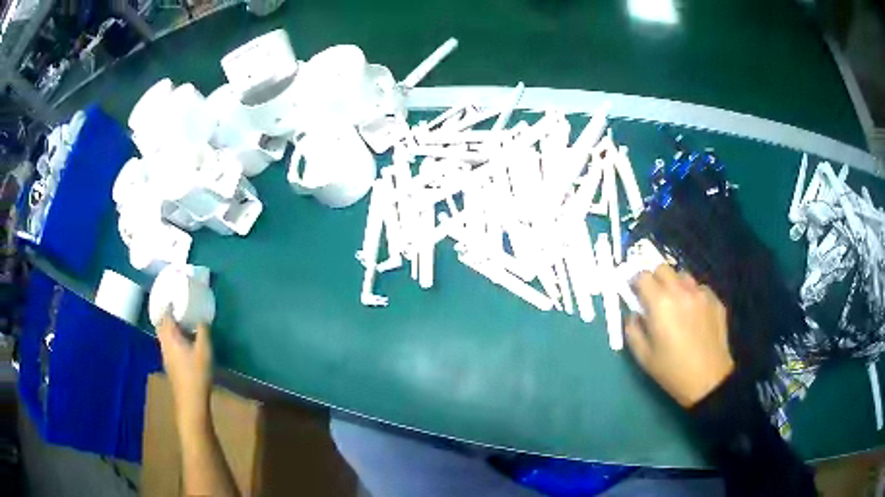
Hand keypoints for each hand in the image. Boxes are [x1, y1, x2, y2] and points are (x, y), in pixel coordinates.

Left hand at [156, 312, 213, 427]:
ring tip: (179, 322)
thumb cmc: (197, 373)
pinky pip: (167, 345)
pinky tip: (182, 342)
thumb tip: (202, 317)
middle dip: (165, 315)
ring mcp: (165, 355)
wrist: (191, 401)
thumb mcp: (204, 350)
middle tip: (174, 307)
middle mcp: (164, 343)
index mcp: (170, 336)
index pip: (165, 315)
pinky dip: (171, 338)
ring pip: (163, 336)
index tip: (174, 296)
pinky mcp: (170, 365)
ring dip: (168, 327)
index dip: (168, 304)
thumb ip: (203, 331)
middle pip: (160, 325)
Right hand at [625, 265, 733, 407]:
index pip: (642, 276)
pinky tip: (694, 315)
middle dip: (655, 278)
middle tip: (654, 297)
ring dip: (675, 285)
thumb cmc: (672, 370)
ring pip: (683, 275)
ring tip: (676, 304)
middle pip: (663, 268)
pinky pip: (700, 288)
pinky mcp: (715, 300)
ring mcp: (701, 293)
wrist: (708, 380)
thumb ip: (632, 329)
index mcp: (660, 303)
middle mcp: (681, 291)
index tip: (635, 294)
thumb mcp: (643, 356)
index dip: (636, 282)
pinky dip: (693, 295)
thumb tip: (634, 314)